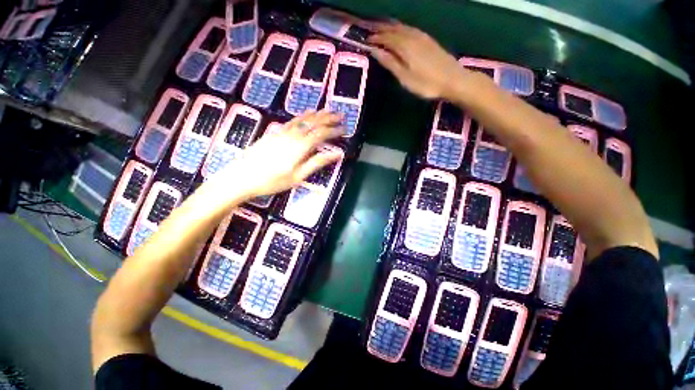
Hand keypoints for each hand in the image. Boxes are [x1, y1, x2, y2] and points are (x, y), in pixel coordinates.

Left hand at [207, 110, 343, 201]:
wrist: (242, 177)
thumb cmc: (273, 181)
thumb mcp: (298, 176)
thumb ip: (317, 163)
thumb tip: (337, 154)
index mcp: (300, 147)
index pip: (322, 134)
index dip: (334, 130)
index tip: (345, 129)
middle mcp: (293, 135)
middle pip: (313, 122)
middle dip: (329, 118)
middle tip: (340, 115)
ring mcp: (282, 132)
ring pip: (303, 119)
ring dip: (317, 114)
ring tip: (328, 110)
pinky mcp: (274, 132)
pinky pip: (292, 120)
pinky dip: (302, 115)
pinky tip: (306, 114)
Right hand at [368, 22, 464, 99]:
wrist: (452, 80)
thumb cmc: (426, 83)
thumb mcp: (404, 77)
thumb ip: (390, 63)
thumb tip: (375, 51)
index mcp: (405, 46)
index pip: (386, 38)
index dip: (375, 39)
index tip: (366, 41)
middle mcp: (412, 37)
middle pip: (394, 29)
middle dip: (381, 30)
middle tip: (370, 31)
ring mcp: (422, 37)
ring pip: (403, 27)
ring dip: (391, 26)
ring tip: (382, 27)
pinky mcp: (429, 40)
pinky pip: (411, 29)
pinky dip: (402, 28)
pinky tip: (401, 30)